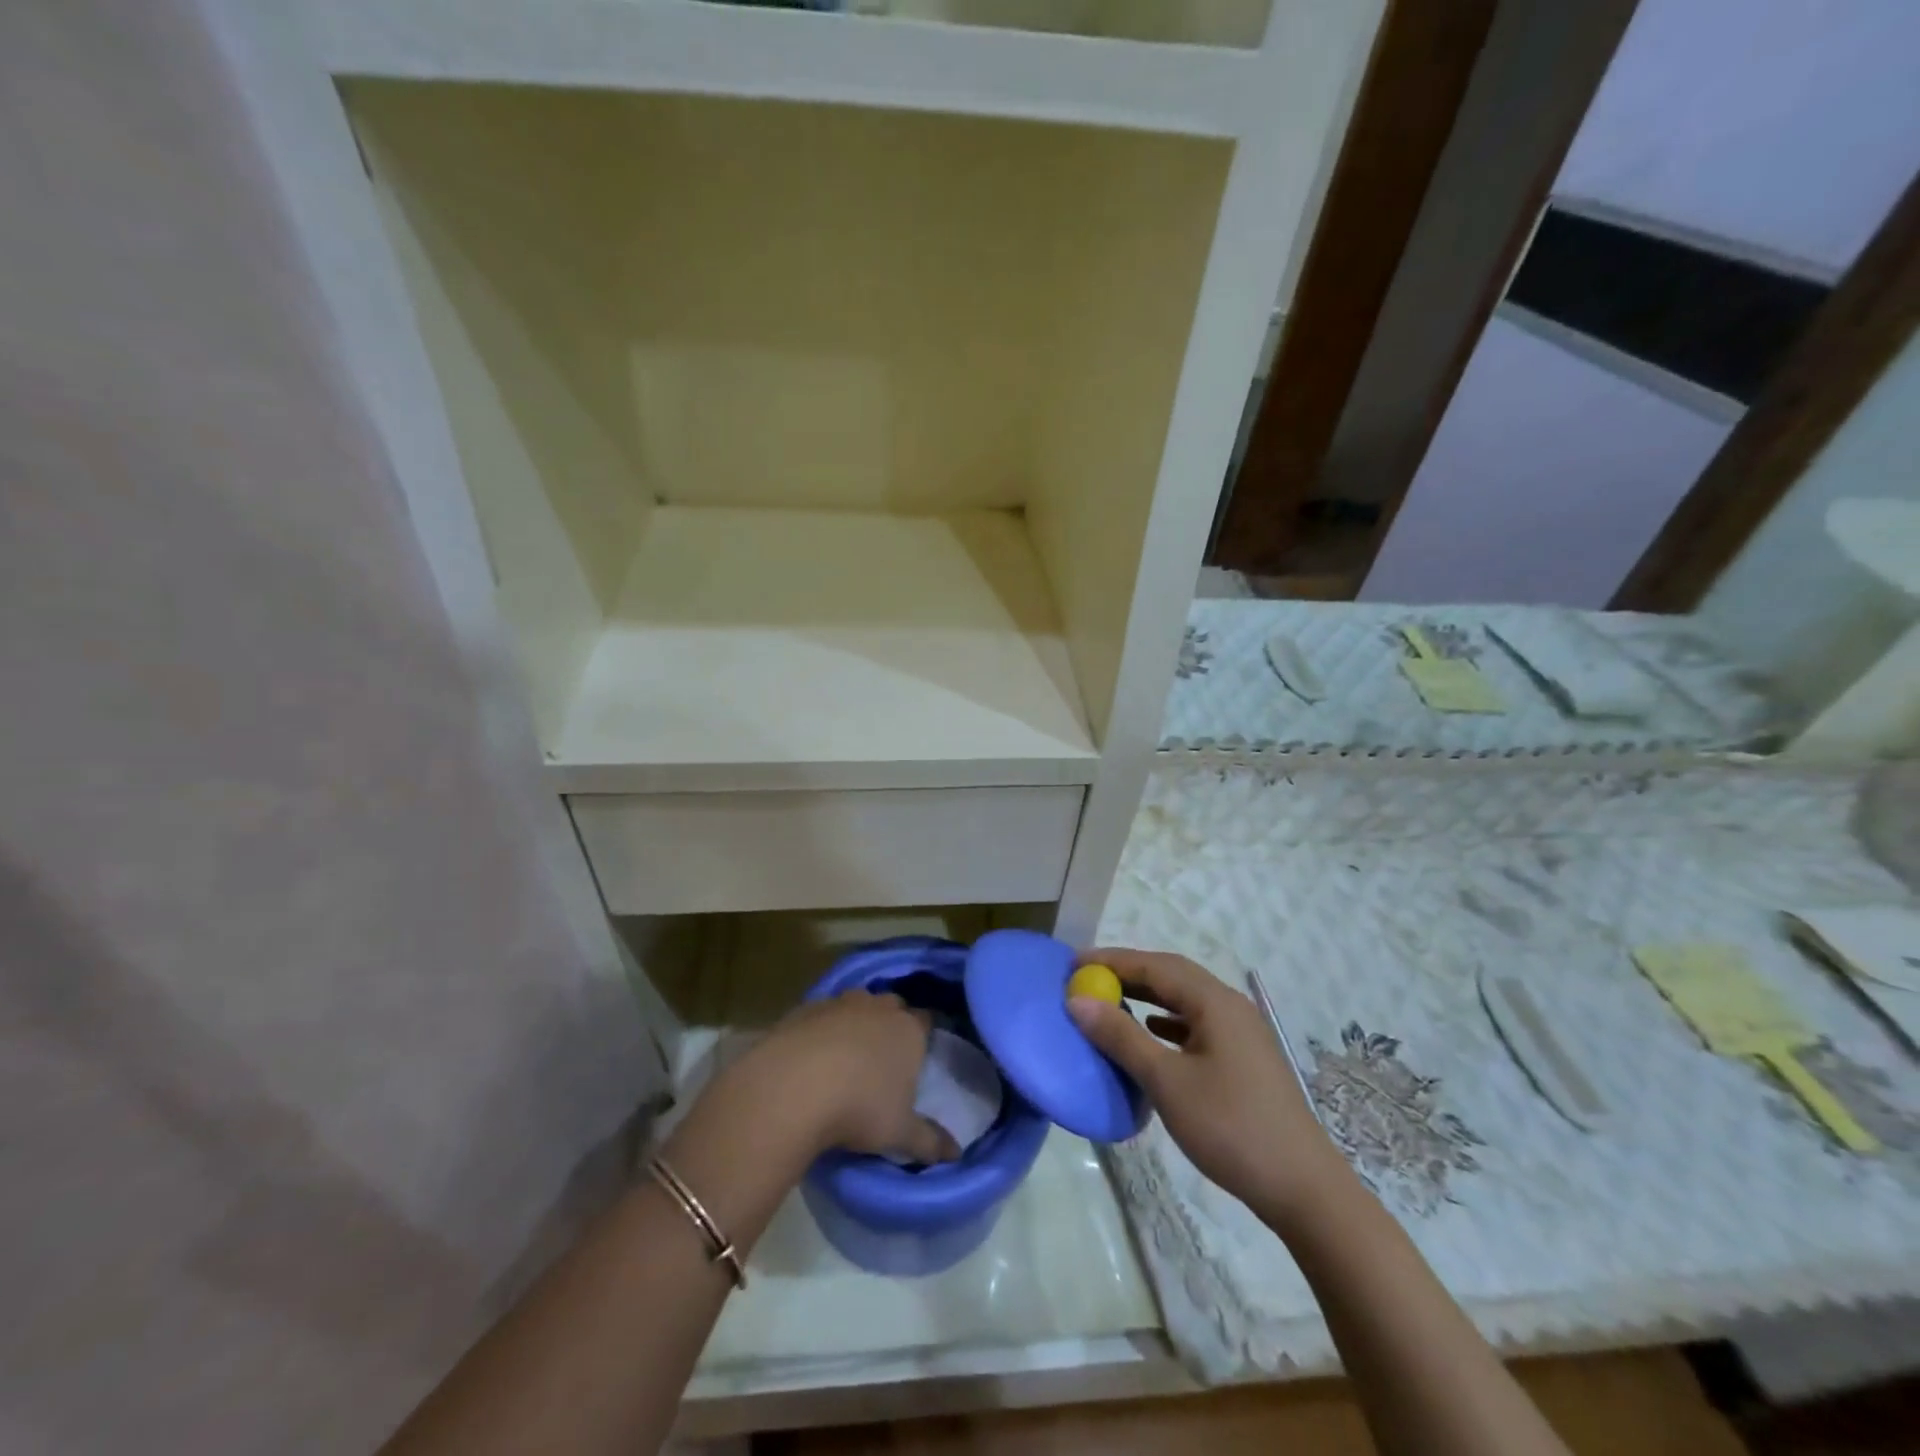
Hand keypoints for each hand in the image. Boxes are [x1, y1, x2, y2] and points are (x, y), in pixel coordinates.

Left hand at [743, 991, 960, 1164]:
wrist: (792, 1087)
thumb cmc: (859, 1108)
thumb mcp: (899, 1133)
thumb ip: (929, 1141)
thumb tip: (955, 1154)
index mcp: (908, 1030)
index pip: (926, 1019)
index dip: (923, 1033)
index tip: (918, 1053)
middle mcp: (878, 1007)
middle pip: (892, 1006)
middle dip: (890, 1023)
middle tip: (883, 1056)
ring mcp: (840, 1003)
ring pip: (856, 1004)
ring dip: (855, 1022)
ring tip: (846, 1055)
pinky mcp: (805, 1008)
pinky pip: (821, 1014)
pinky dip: (821, 1029)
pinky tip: (811, 1056)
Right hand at [1068, 948, 1347, 1225]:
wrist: (1302, 1188)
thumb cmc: (1230, 1127)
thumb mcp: (1166, 1081)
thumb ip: (1121, 1036)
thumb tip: (1078, 1000)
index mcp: (1214, 1002)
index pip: (1155, 965)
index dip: (1112, 961)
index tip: (1072, 964)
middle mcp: (1230, 1006)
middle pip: (1171, 976)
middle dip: (1128, 973)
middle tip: (1087, 979)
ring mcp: (1241, 1032)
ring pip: (1185, 1000)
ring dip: (1147, 996)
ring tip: (1110, 1002)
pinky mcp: (1243, 1058)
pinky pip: (1196, 1024)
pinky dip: (1166, 1022)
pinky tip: (1151, 1035)